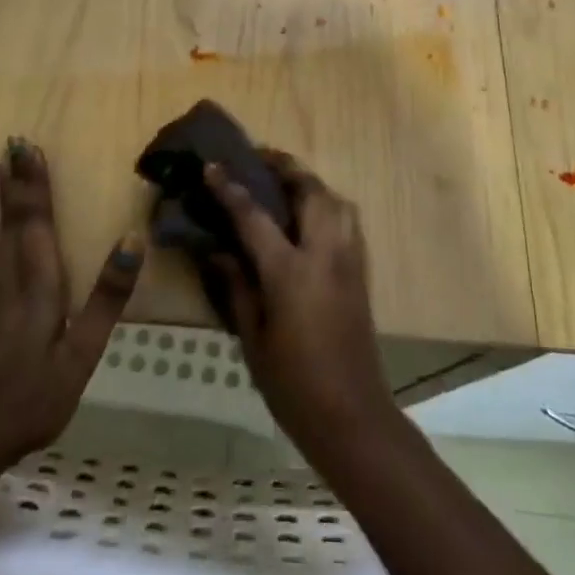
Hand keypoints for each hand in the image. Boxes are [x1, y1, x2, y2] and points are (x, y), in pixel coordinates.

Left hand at [0, 138, 143, 469]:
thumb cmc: (38, 393)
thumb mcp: (84, 349)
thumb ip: (108, 294)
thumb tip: (133, 238)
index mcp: (38, 282)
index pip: (37, 221)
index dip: (35, 184)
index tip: (30, 149)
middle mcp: (6, 280)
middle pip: (9, 221)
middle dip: (11, 182)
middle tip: (8, 145)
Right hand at [203, 152, 395, 453]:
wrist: (353, 415)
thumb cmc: (293, 384)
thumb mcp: (252, 337)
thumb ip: (237, 288)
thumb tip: (217, 252)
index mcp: (291, 272)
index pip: (256, 216)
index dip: (231, 188)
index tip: (213, 165)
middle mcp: (325, 254)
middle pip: (311, 190)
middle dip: (285, 167)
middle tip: (259, 159)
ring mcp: (349, 260)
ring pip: (336, 200)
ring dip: (310, 183)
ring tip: (284, 184)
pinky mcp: (361, 272)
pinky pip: (346, 221)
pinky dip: (327, 205)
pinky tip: (308, 218)